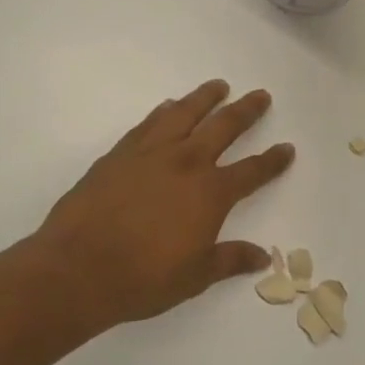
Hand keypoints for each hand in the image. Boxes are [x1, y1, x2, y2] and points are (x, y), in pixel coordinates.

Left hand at [33, 80, 292, 331]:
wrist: (77, 268)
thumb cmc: (143, 278)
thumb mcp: (195, 276)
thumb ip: (230, 259)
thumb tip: (263, 257)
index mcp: (210, 193)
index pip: (252, 171)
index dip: (272, 160)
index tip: (287, 148)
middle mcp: (185, 163)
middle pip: (223, 127)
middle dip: (246, 111)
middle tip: (260, 95)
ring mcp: (149, 154)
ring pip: (184, 114)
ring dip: (204, 98)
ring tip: (218, 86)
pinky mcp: (118, 154)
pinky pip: (148, 124)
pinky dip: (164, 112)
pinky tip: (168, 107)